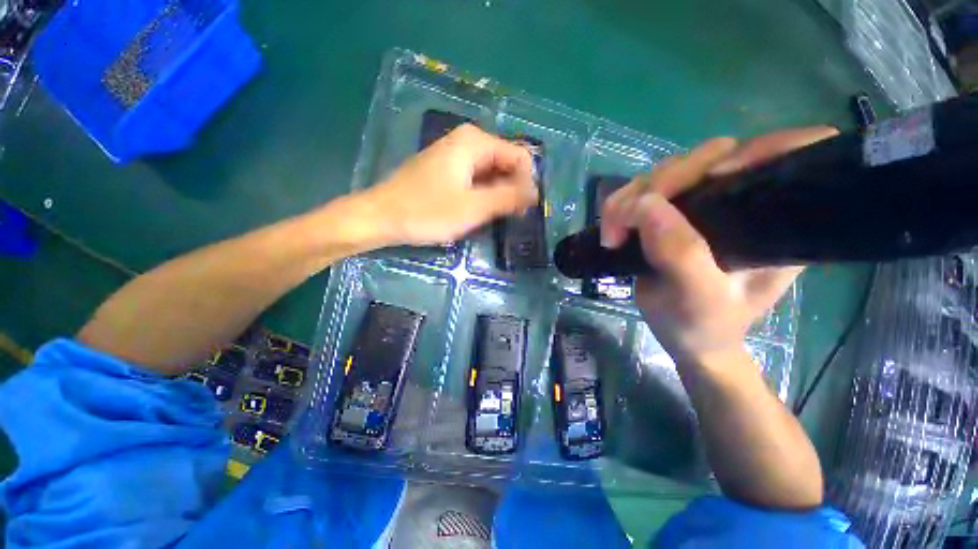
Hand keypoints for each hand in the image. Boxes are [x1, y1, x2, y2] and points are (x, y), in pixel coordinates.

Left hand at [359, 124, 538, 246]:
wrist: (380, 216)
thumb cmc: (426, 211)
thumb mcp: (473, 207)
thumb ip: (508, 198)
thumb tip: (535, 194)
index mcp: (475, 142)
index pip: (520, 157)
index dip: (526, 184)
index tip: (523, 210)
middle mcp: (467, 141)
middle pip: (505, 163)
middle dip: (512, 189)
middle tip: (509, 217)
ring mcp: (454, 154)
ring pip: (491, 172)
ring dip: (498, 194)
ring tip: (494, 217)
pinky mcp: (446, 169)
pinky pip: (476, 178)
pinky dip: (483, 193)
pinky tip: (478, 210)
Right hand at [600, 127, 837, 361]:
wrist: (684, 335)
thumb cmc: (703, 325)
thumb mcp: (698, 300)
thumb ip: (681, 255)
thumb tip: (644, 205)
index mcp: (777, 222)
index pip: (794, 154)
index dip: (760, 150)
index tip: (713, 179)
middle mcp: (747, 201)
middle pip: (712, 157)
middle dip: (662, 183)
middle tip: (623, 221)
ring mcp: (707, 202)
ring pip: (671, 170)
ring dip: (632, 195)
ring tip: (612, 231)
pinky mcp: (676, 209)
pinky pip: (648, 188)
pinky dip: (624, 202)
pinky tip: (613, 225)